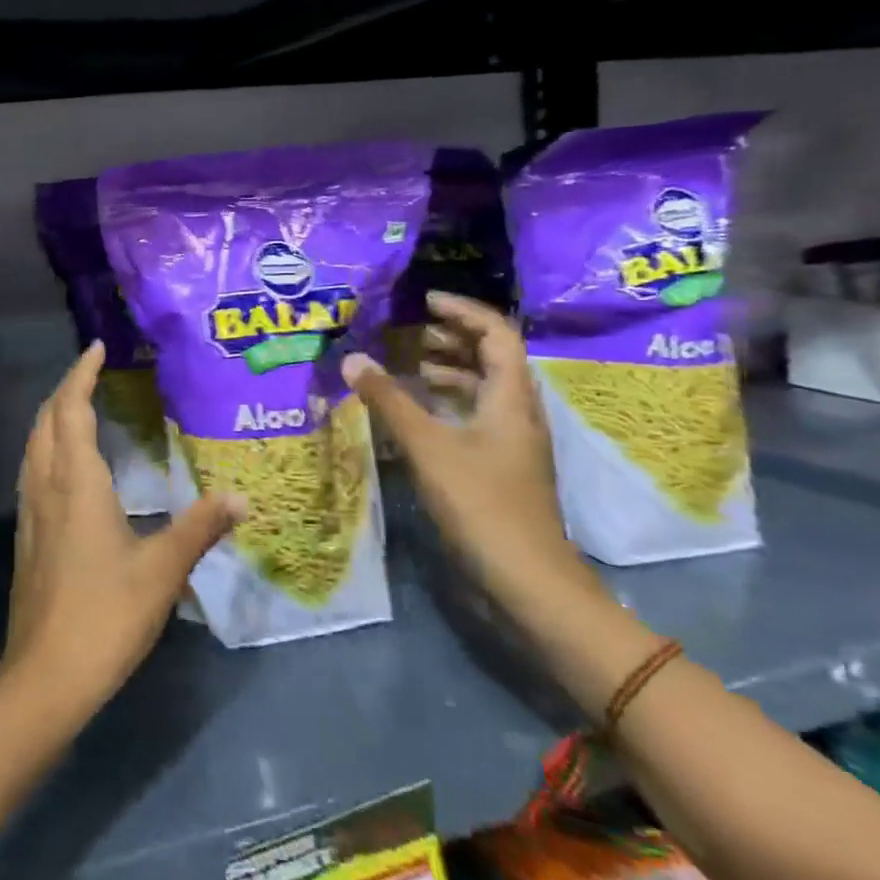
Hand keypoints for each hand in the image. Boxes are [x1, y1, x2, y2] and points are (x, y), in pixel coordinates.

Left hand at [1, 342, 244, 723]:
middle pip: (46, 421)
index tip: (96, 347)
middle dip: (65, 389)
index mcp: (75, 482)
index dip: (81, 374)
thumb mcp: (162, 570)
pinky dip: (48, 448)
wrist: (45, 676)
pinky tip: (67, 467)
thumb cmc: (106, 615)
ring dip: (52, 417)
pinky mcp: (27, 536)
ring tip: (79, 407)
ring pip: (34, 446)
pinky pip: (33, 471)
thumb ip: (200, 527)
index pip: (71, 410)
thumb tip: (240, 496)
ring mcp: (30, 512)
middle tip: (92, 371)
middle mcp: (45, 486)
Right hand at [341, 292, 586, 607]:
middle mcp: (518, 413)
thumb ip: (389, 401)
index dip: (464, 311)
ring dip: (452, 371)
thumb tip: (353, 358)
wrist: (526, 579)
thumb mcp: (428, 447)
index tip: (426, 300)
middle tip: (414, 330)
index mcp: (511, 398)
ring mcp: (513, 443)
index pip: (497, 334)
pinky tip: (419, 413)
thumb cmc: (481, 503)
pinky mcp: (501, 467)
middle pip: (494, 359)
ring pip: (485, 390)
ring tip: (412, 365)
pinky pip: (476, 417)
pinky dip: (449, 403)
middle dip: (455, 338)